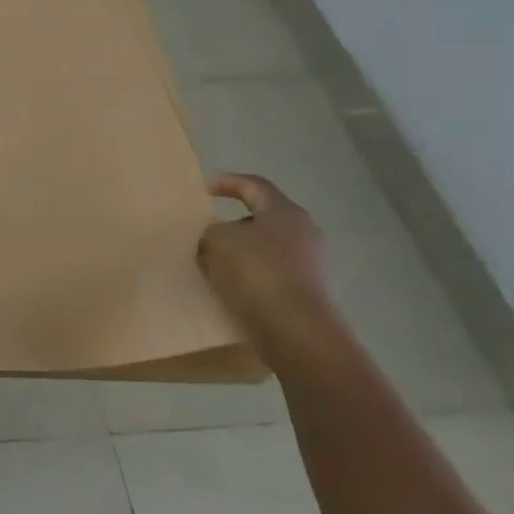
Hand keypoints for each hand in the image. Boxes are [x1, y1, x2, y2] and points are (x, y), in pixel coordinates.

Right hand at [197, 173, 337, 354]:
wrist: (295, 330)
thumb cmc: (257, 271)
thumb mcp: (218, 239)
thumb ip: (212, 230)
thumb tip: (217, 237)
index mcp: (285, 213)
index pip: (254, 185)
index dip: (227, 182)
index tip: (204, 190)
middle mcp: (303, 233)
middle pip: (261, 218)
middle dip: (232, 223)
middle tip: (206, 230)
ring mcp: (309, 264)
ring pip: (264, 247)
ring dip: (238, 251)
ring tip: (211, 261)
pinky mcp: (305, 292)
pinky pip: (269, 272)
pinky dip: (247, 273)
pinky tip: (228, 285)